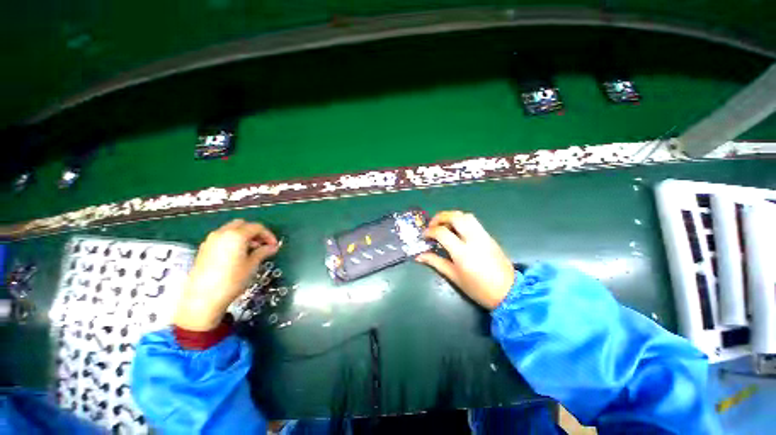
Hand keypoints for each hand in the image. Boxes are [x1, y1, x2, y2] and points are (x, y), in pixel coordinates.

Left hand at [174, 219, 279, 330]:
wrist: (202, 299)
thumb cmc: (232, 281)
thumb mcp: (252, 265)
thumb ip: (263, 252)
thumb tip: (272, 247)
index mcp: (236, 235)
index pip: (257, 227)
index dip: (268, 235)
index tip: (274, 245)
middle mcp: (222, 233)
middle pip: (242, 224)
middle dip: (254, 232)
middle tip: (262, 245)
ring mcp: (210, 240)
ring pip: (231, 230)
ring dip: (243, 236)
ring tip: (251, 251)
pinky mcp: (203, 249)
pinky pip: (222, 238)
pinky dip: (232, 241)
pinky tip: (236, 255)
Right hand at [416, 211, 513, 309]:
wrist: (508, 292)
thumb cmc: (478, 288)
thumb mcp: (454, 277)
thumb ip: (436, 262)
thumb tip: (419, 256)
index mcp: (462, 252)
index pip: (442, 232)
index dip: (430, 231)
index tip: (424, 236)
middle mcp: (474, 239)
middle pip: (455, 216)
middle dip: (440, 217)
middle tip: (432, 225)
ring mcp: (483, 236)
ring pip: (466, 216)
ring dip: (452, 216)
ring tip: (444, 225)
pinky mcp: (489, 236)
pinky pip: (473, 222)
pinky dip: (461, 221)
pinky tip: (456, 230)